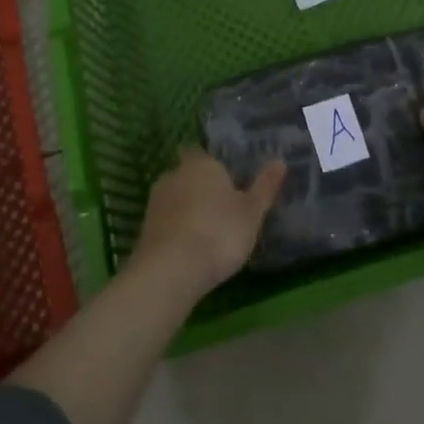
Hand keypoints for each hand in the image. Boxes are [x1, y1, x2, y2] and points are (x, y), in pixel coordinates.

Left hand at [131, 147, 285, 295]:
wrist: (170, 270)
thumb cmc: (218, 233)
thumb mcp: (251, 212)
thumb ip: (264, 187)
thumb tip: (280, 161)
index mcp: (202, 164)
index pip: (203, 153)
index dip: (213, 166)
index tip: (226, 180)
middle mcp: (175, 174)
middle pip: (188, 175)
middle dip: (200, 187)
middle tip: (220, 208)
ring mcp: (155, 201)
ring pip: (175, 198)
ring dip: (186, 210)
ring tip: (206, 231)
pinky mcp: (144, 228)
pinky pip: (165, 222)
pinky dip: (175, 230)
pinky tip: (188, 248)